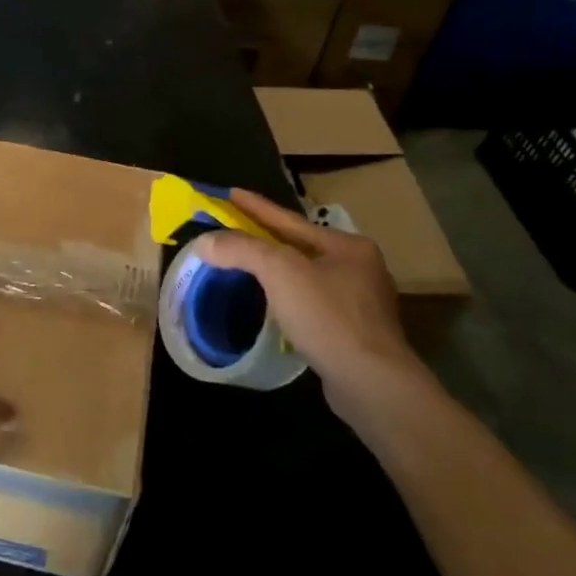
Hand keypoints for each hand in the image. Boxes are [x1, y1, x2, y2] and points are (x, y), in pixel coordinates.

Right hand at [194, 189, 431, 422]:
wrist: (370, 382)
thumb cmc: (327, 317)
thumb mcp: (280, 272)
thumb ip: (241, 250)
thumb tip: (204, 242)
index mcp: (347, 246)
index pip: (290, 220)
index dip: (256, 207)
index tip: (230, 193)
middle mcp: (359, 268)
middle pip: (300, 247)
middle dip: (267, 239)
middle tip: (234, 231)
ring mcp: (360, 303)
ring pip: (307, 277)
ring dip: (277, 271)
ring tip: (248, 267)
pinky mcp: (354, 333)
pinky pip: (312, 304)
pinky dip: (288, 298)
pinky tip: (273, 306)